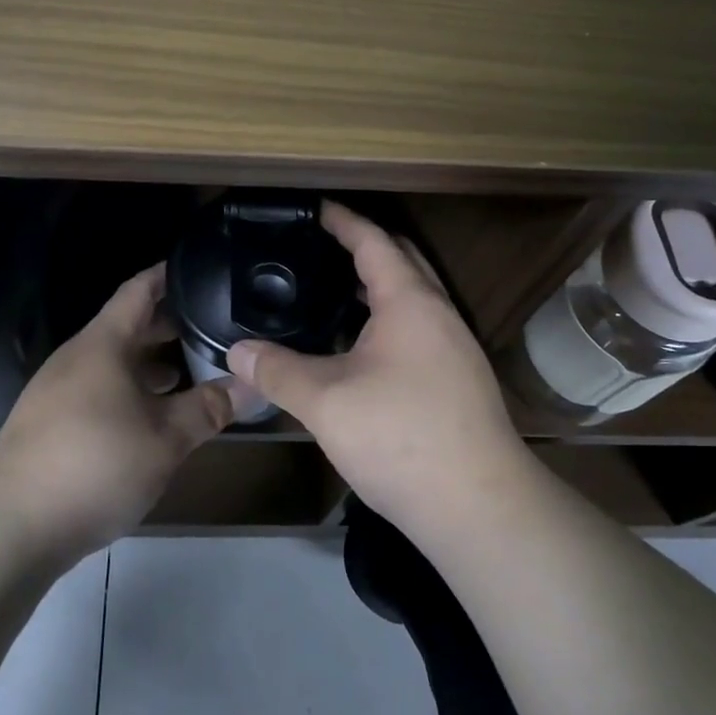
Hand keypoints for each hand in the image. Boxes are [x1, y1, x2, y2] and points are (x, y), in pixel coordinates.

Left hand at [0, 263, 232, 553]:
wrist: (12, 527)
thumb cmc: (96, 465)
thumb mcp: (166, 439)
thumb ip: (210, 407)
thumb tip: (253, 385)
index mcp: (102, 345)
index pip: (138, 290)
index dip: (166, 275)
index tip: (197, 267)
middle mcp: (77, 357)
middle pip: (127, 326)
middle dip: (168, 324)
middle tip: (211, 326)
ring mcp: (58, 390)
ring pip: (113, 361)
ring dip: (150, 363)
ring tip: (189, 371)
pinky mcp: (49, 422)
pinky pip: (98, 388)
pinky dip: (129, 389)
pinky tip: (151, 416)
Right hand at [225, 203, 527, 539]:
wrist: (479, 507)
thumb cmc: (401, 438)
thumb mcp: (326, 402)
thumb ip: (277, 371)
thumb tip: (236, 351)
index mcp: (409, 301)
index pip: (373, 241)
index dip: (342, 220)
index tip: (316, 207)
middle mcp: (438, 313)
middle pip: (402, 260)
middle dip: (364, 245)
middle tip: (321, 245)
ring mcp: (454, 347)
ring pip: (413, 297)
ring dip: (377, 285)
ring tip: (331, 291)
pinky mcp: (458, 379)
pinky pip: (418, 327)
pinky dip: (386, 318)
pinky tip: (359, 346)